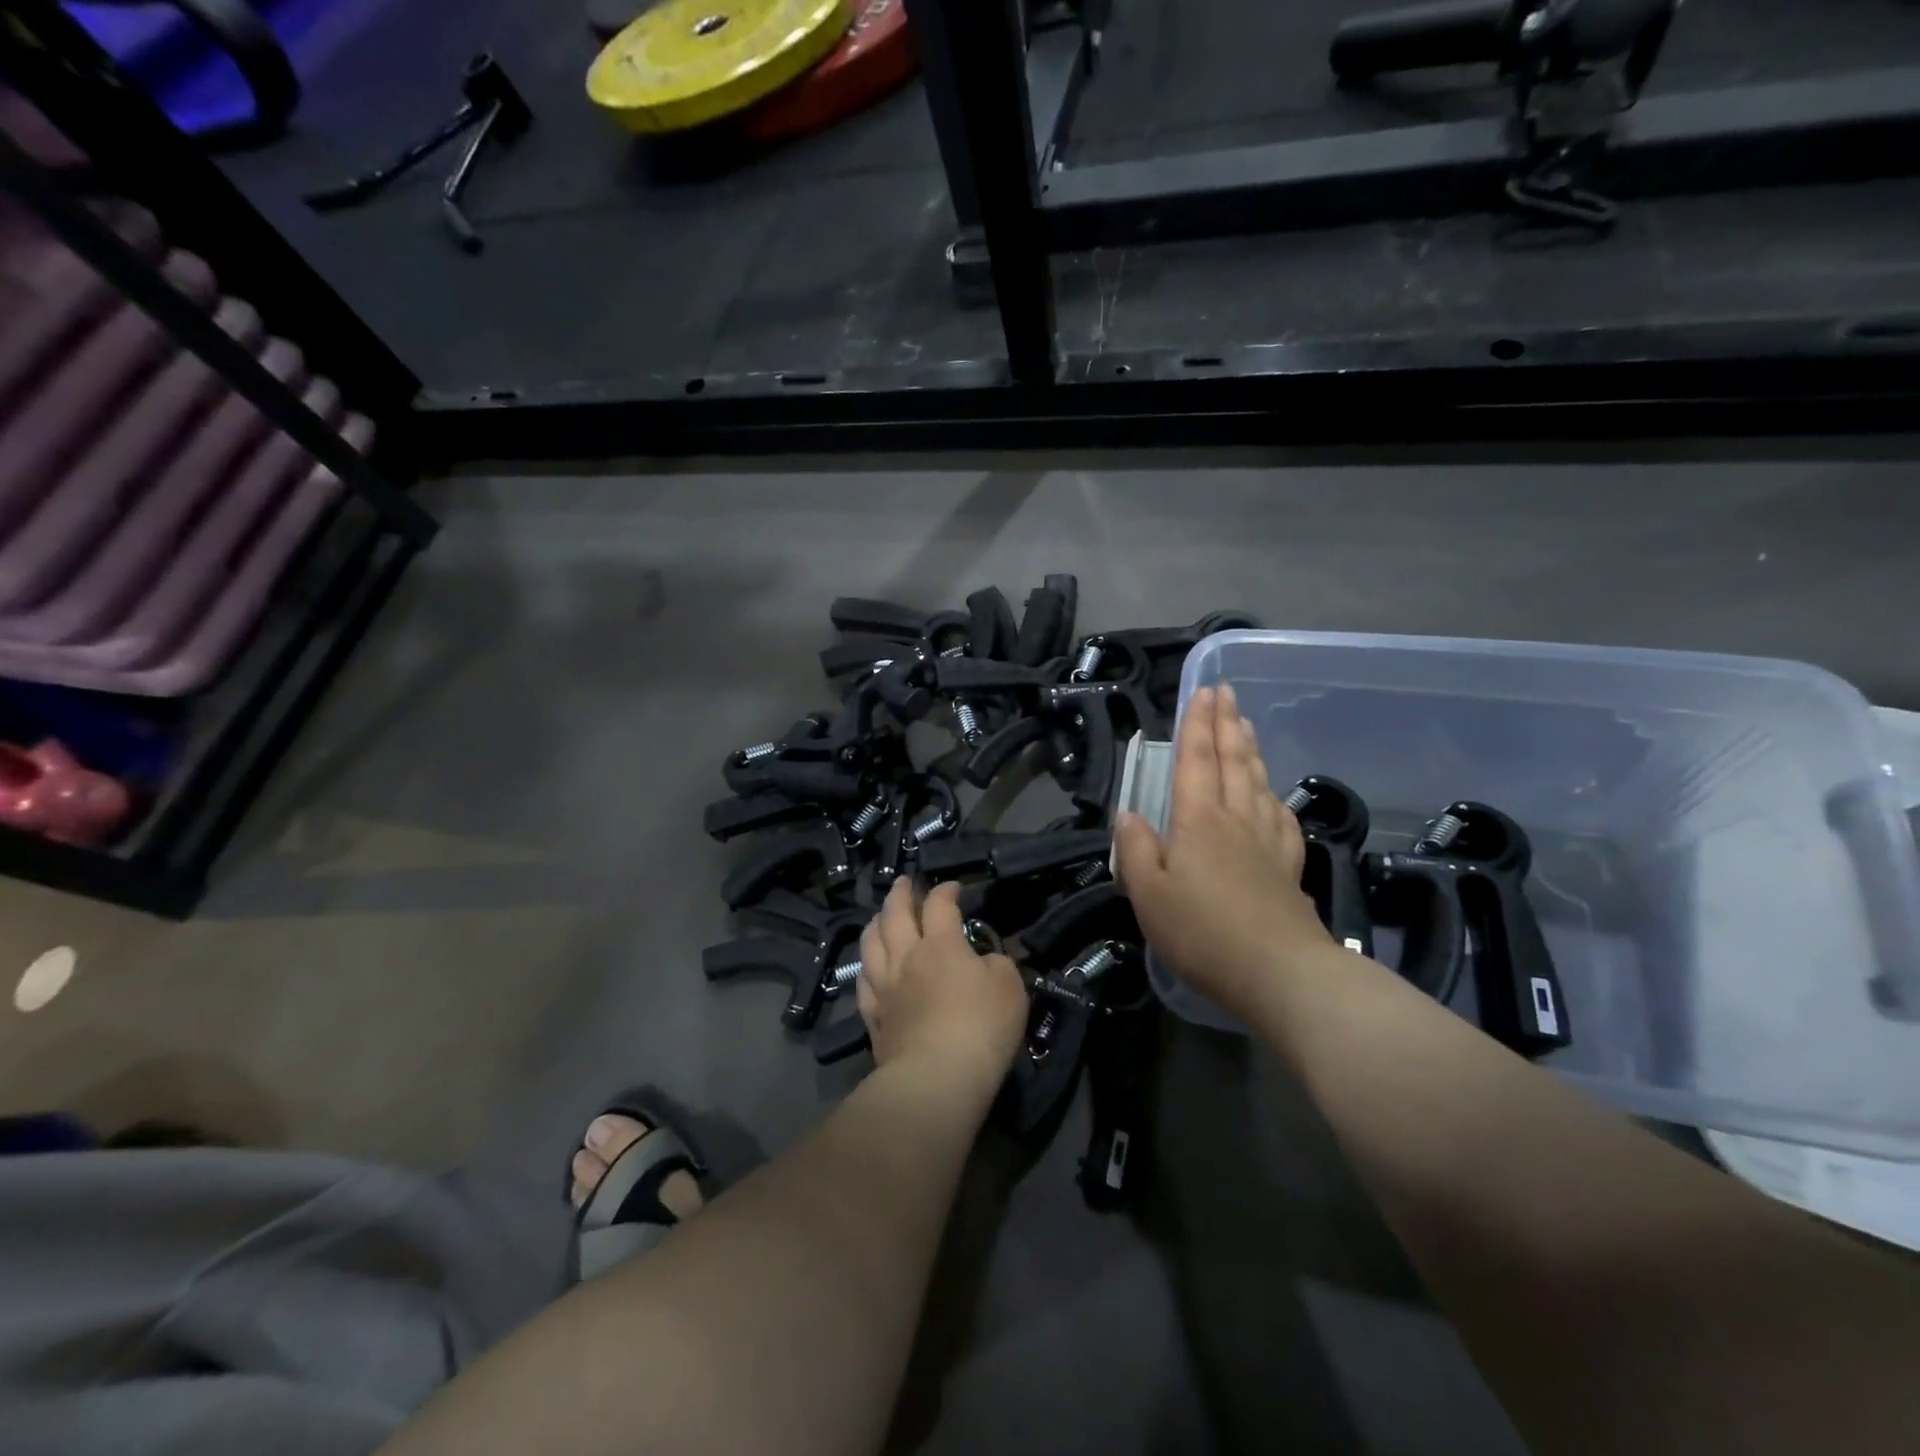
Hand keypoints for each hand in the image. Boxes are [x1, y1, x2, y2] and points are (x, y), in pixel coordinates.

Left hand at [856, 878, 1028, 1094]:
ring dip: (876, 923)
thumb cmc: (980, 1027)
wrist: (936, 1078)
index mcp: (941, 945)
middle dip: (900, 894)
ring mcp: (884, 987)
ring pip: (871, 943)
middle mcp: (907, 957)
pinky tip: (869, 967)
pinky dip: (866, 967)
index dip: (945, 890)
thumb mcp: (1010, 987)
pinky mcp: (873, 1018)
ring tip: (880, 916)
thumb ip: (998, 964)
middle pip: (895, 915)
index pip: (939, 904)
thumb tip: (985, 960)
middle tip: (903, 882)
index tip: (953, 887)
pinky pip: (863, 983)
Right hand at [1114, 683, 1337, 1019]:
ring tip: (1246, 726)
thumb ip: (1136, 849)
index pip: (1196, 760)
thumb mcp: (1149, 894)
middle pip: (1232, 761)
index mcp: (1199, 820)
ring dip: (1250, 749)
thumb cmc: (1202, 932)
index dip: (1197, 724)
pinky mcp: (1288, 866)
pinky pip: (1281, 816)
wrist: (1279, 973)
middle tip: (1226, 692)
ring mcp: (1267, 841)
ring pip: (1258, 782)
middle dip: (1226, 723)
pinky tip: (1273, 795)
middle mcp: (1236, 819)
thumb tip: (1129, 813)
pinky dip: (1274, 795)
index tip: (1203, 691)